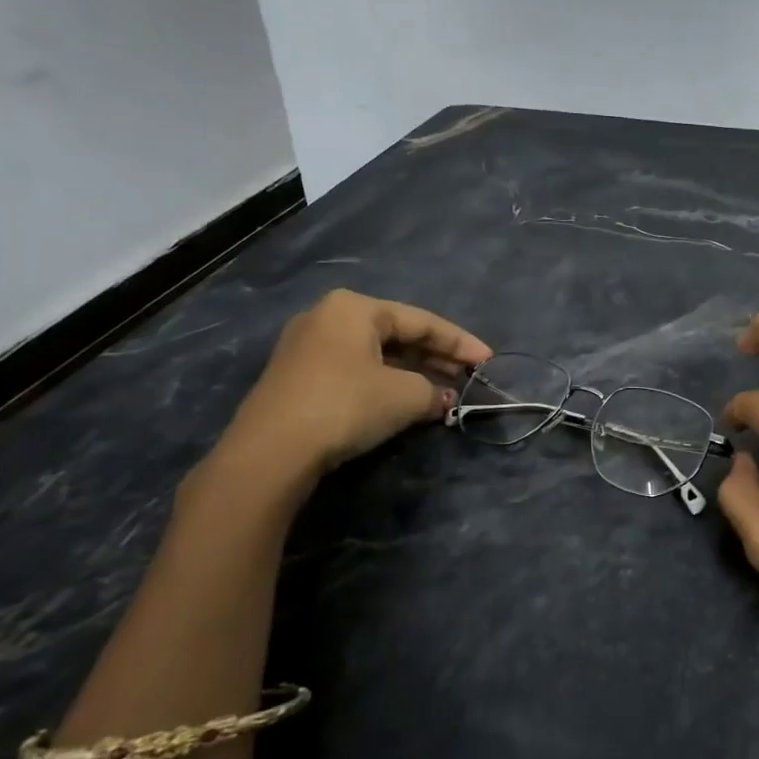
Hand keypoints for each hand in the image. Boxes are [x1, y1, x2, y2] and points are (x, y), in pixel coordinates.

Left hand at [217, 290, 491, 477]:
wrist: (271, 451)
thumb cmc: (346, 405)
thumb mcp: (405, 396)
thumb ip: (433, 390)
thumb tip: (443, 398)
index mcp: (354, 307)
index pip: (422, 320)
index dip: (460, 342)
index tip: (488, 360)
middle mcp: (327, 317)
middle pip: (397, 334)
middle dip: (435, 356)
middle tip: (466, 376)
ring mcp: (307, 347)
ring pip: (375, 354)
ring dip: (412, 372)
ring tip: (442, 391)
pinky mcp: (297, 378)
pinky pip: (355, 370)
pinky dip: (385, 382)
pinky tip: (405, 401)